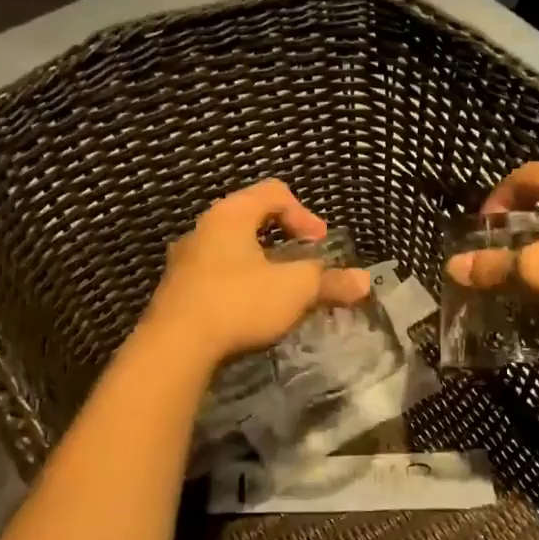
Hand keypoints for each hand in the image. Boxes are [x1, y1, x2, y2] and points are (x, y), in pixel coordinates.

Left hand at [143, 180, 370, 367]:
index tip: (319, 244)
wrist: (175, 347)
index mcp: (230, 214)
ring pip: (231, 251)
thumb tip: (363, 281)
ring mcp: (185, 261)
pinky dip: (239, 286)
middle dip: (283, 241)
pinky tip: (249, 313)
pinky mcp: (176, 291)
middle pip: (251, 220)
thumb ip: (329, 282)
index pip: (274, 192)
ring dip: (260, 266)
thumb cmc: (238, 302)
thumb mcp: (294, 289)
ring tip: (278, 292)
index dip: (304, 214)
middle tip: (302, 265)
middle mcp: (203, 229)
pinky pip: (215, 277)